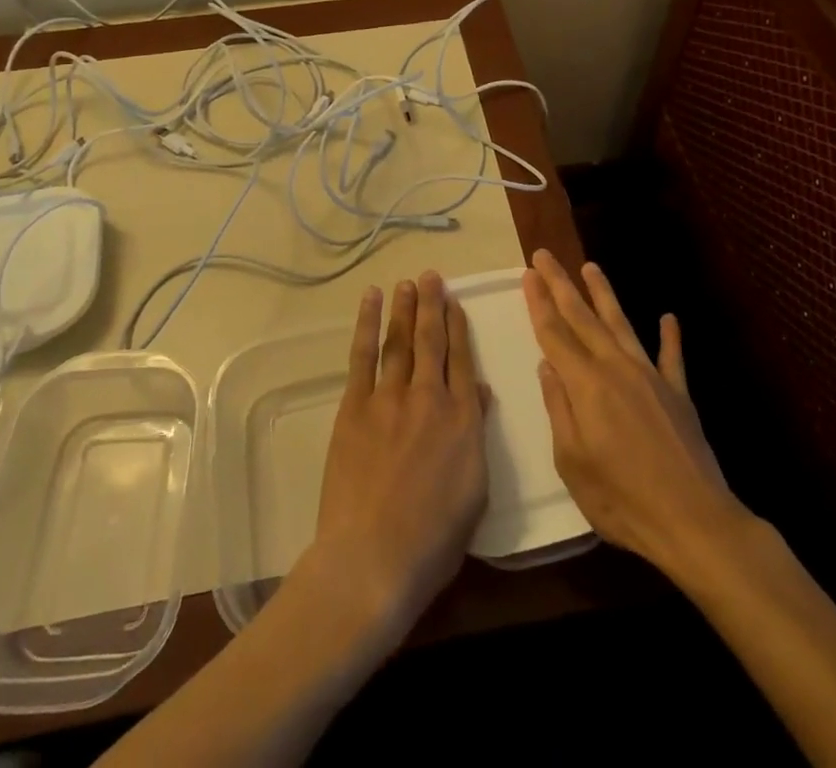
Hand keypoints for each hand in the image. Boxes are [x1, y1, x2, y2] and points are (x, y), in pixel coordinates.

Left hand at [302, 271, 488, 643]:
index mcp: (462, 420)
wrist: (373, 558)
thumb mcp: (474, 492)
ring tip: (408, 283)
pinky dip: (367, 324)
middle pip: (432, 341)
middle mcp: (429, 397)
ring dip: (405, 308)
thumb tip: (479, 392)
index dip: (459, 328)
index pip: (462, 361)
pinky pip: (363, 355)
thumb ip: (476, 434)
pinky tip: (371, 301)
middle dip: (433, 305)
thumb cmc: (433, 540)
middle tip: (432, 277)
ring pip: (401, 340)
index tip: (456, 304)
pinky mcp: (355, 406)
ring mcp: (390, 398)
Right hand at [522, 249, 742, 576]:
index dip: (538, 301)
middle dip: (561, 284)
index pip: (554, 333)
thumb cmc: (622, 500)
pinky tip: (668, 317)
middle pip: (582, 317)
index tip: (528, 272)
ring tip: (591, 267)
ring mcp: (650, 376)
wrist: (694, 522)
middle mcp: (616, 368)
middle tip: (545, 255)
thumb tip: (547, 365)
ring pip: (621, 324)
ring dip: (604, 294)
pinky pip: (672, 357)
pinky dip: (670, 336)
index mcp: (586, 384)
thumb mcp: (572, 462)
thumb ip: (559, 408)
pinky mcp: (678, 393)